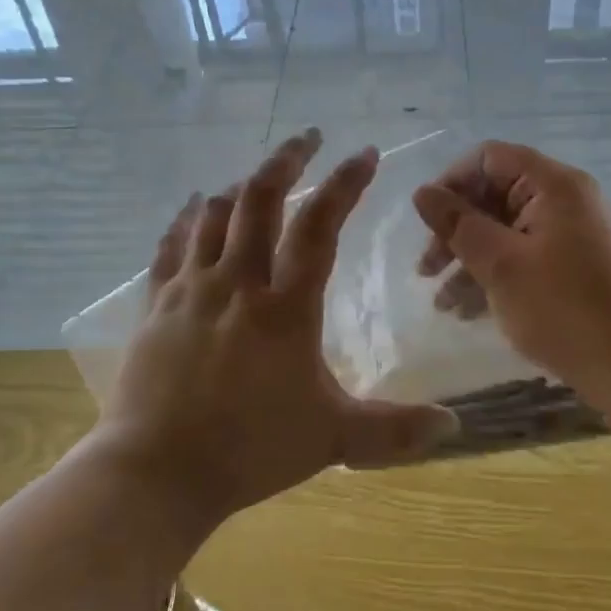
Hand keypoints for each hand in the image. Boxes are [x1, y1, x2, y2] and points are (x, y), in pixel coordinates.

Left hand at [98, 129, 459, 523]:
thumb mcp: (332, 439)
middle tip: (308, 136)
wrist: (156, 473)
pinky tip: (195, 205)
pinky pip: (171, 246)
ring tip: (258, 175)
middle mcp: (237, 282)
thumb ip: (395, 429)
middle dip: (287, 160)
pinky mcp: (157, 305)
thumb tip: (454, 426)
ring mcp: (191, 290)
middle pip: (260, 199)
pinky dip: (186, 218)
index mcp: (285, 307)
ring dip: (240, 186)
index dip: (344, 184)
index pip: (320, 226)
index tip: (364, 153)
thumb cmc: (250, 450)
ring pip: (214, 214)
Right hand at [411, 141, 610, 407]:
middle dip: (457, 230)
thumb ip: (458, 224)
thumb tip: (423, 192)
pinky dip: (498, 276)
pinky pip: (528, 257)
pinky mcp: (582, 269)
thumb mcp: (501, 266)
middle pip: (497, 195)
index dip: (452, 183)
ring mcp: (578, 236)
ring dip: (471, 260)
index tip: (429, 223)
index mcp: (555, 185)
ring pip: (508, 231)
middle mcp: (568, 201)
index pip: (490, 158)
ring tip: (443, 304)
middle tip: (426, 270)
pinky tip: (471, 312)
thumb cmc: (566, 311)